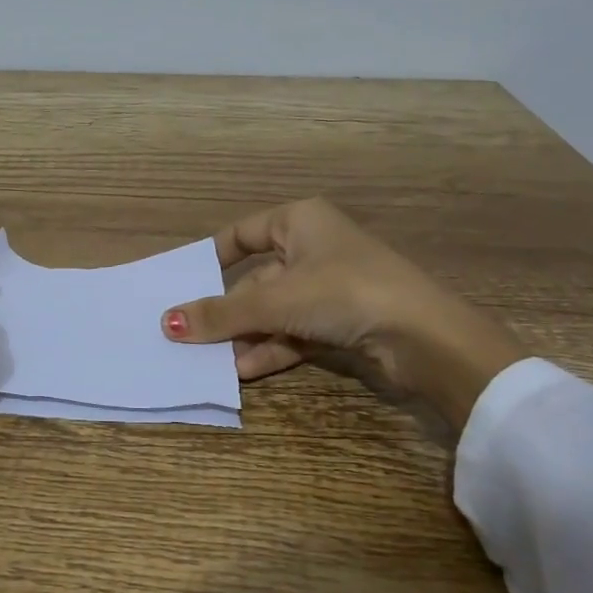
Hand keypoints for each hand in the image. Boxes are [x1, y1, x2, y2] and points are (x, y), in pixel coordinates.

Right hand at [161, 198, 524, 432]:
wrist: (426, 337)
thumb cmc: (344, 292)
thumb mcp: (275, 301)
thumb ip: (221, 313)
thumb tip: (167, 323)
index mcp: (300, 221)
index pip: (243, 234)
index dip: (212, 257)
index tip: (184, 282)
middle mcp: (313, 249)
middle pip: (256, 280)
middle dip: (227, 311)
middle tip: (190, 335)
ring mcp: (330, 288)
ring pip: (274, 311)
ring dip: (245, 336)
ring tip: (212, 360)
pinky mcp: (343, 322)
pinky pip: (294, 332)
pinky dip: (271, 349)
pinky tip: (244, 371)